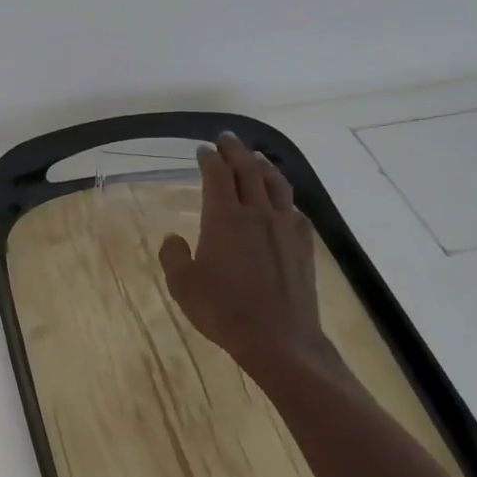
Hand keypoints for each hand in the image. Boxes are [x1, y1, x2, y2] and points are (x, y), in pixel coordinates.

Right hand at [158, 133, 343, 381]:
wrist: (278, 337)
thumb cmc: (223, 311)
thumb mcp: (183, 286)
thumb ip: (174, 256)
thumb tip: (173, 238)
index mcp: (224, 218)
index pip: (217, 176)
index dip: (209, 159)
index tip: (203, 149)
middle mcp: (258, 213)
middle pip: (248, 170)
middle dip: (235, 151)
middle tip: (227, 138)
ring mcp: (285, 226)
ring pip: (276, 183)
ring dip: (263, 165)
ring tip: (255, 157)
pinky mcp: (303, 243)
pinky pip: (293, 207)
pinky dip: (282, 194)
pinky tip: (280, 199)